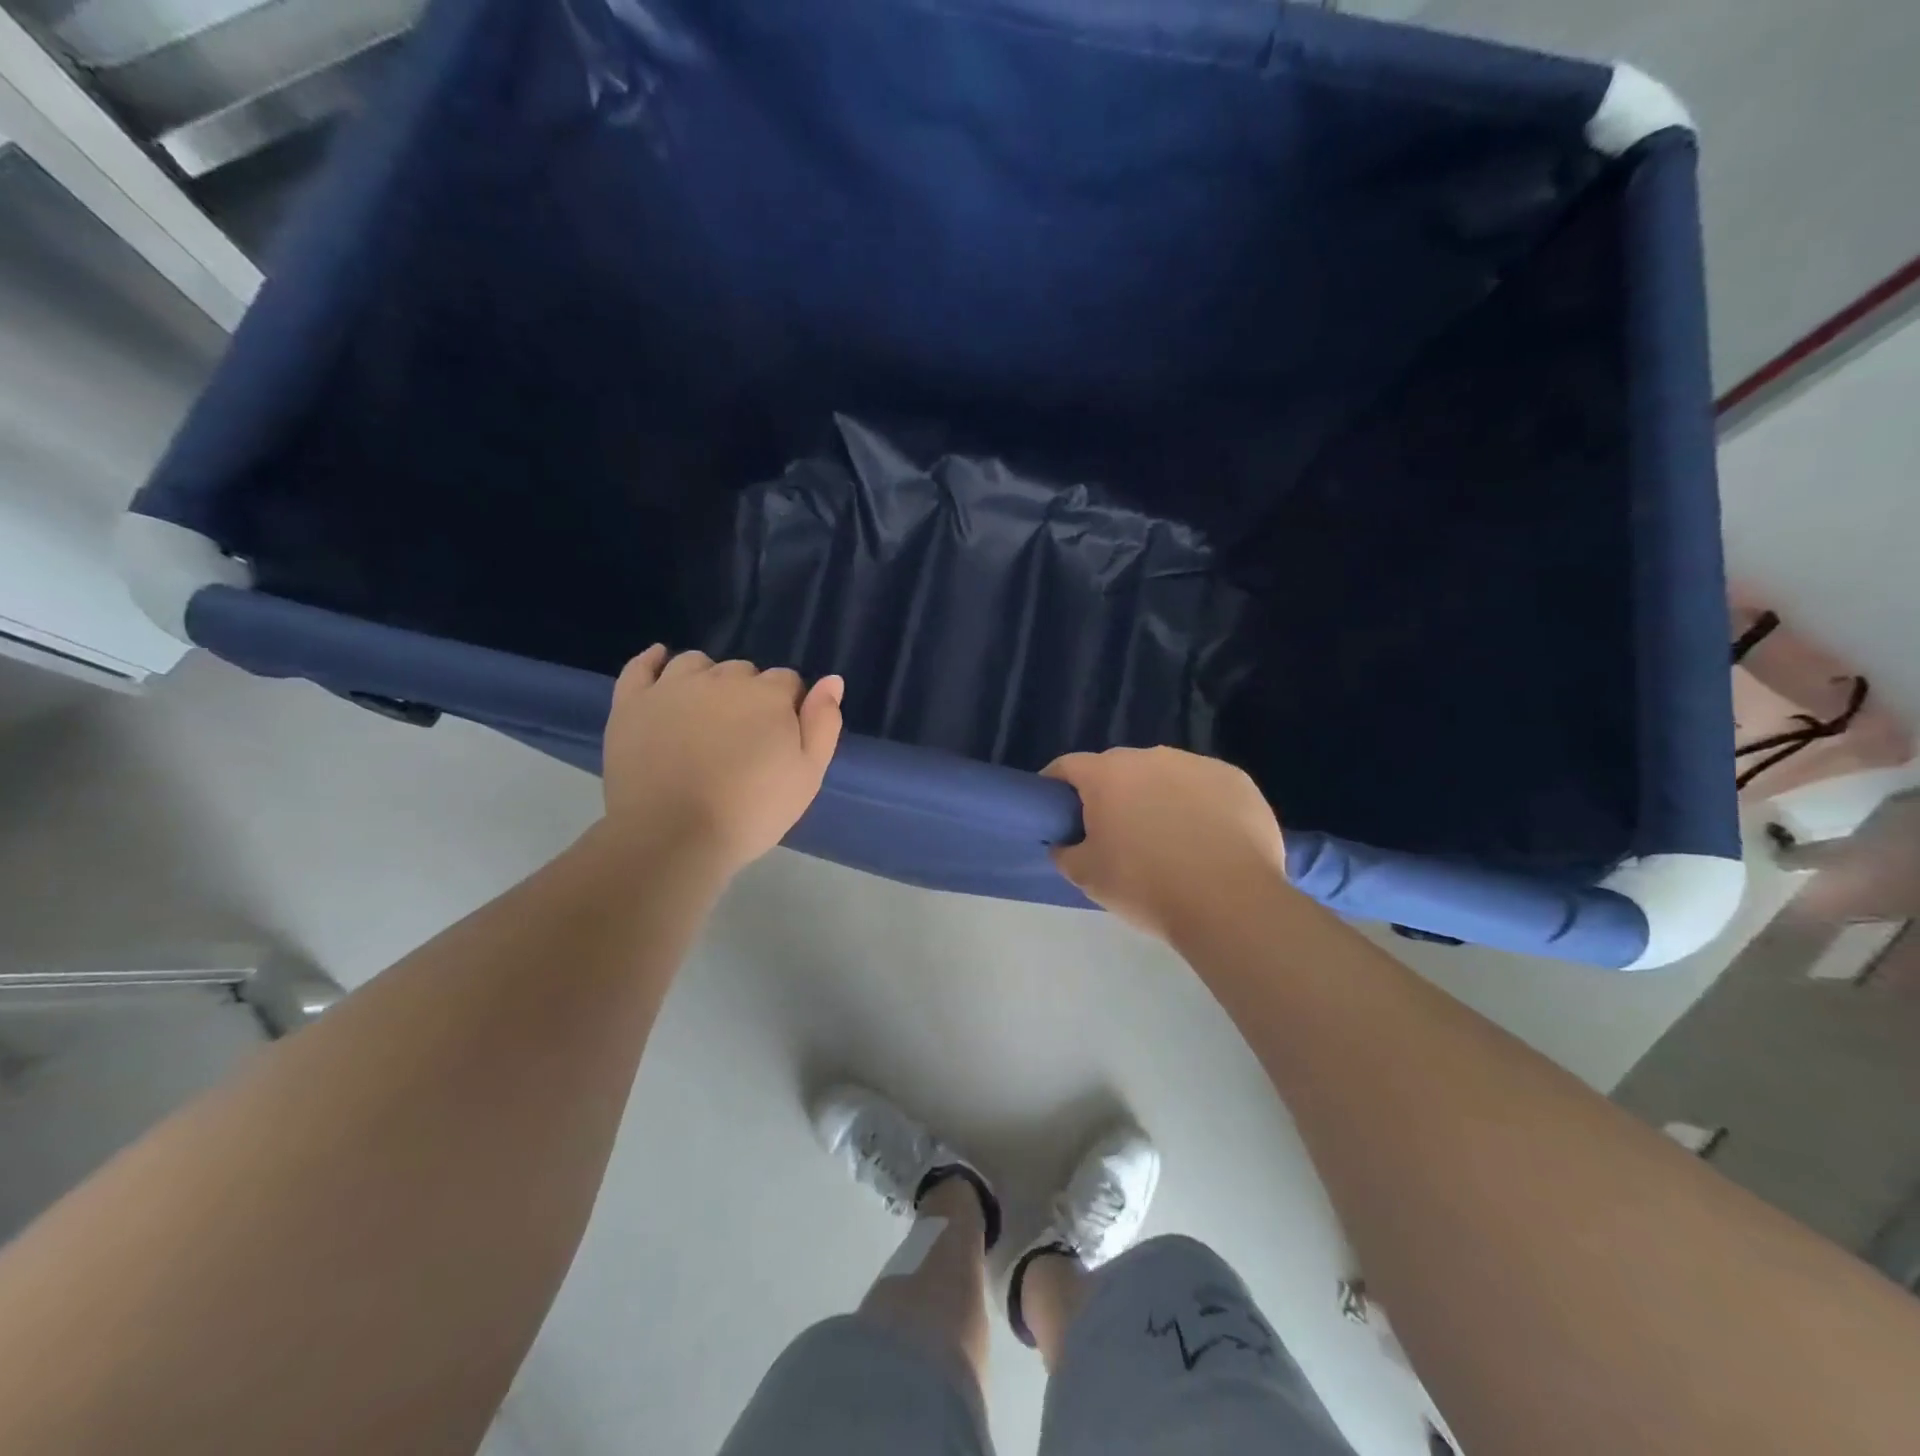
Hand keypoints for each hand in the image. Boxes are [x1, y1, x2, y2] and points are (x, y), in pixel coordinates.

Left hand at [602, 646, 843, 873]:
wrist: (673, 837)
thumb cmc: (751, 811)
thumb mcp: (808, 775)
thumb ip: (823, 724)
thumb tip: (832, 681)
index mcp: (767, 694)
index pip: (787, 682)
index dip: (788, 708)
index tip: (780, 739)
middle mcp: (721, 678)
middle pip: (743, 672)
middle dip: (748, 696)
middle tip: (742, 739)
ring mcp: (671, 687)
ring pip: (696, 664)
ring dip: (707, 679)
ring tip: (705, 713)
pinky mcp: (632, 702)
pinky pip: (641, 666)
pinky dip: (652, 660)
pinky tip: (660, 662)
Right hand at [1043, 746, 1285, 943]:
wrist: (1230, 903)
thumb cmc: (1146, 886)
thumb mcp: (1087, 877)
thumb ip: (1065, 852)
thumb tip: (1066, 843)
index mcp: (1108, 774)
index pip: (1068, 766)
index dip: (1056, 786)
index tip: (1057, 810)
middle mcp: (1152, 757)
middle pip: (1119, 769)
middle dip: (1112, 794)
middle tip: (1115, 834)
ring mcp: (1198, 764)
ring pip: (1165, 776)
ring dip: (1157, 797)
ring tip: (1168, 839)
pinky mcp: (1237, 780)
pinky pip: (1205, 788)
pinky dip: (1199, 806)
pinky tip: (1208, 840)